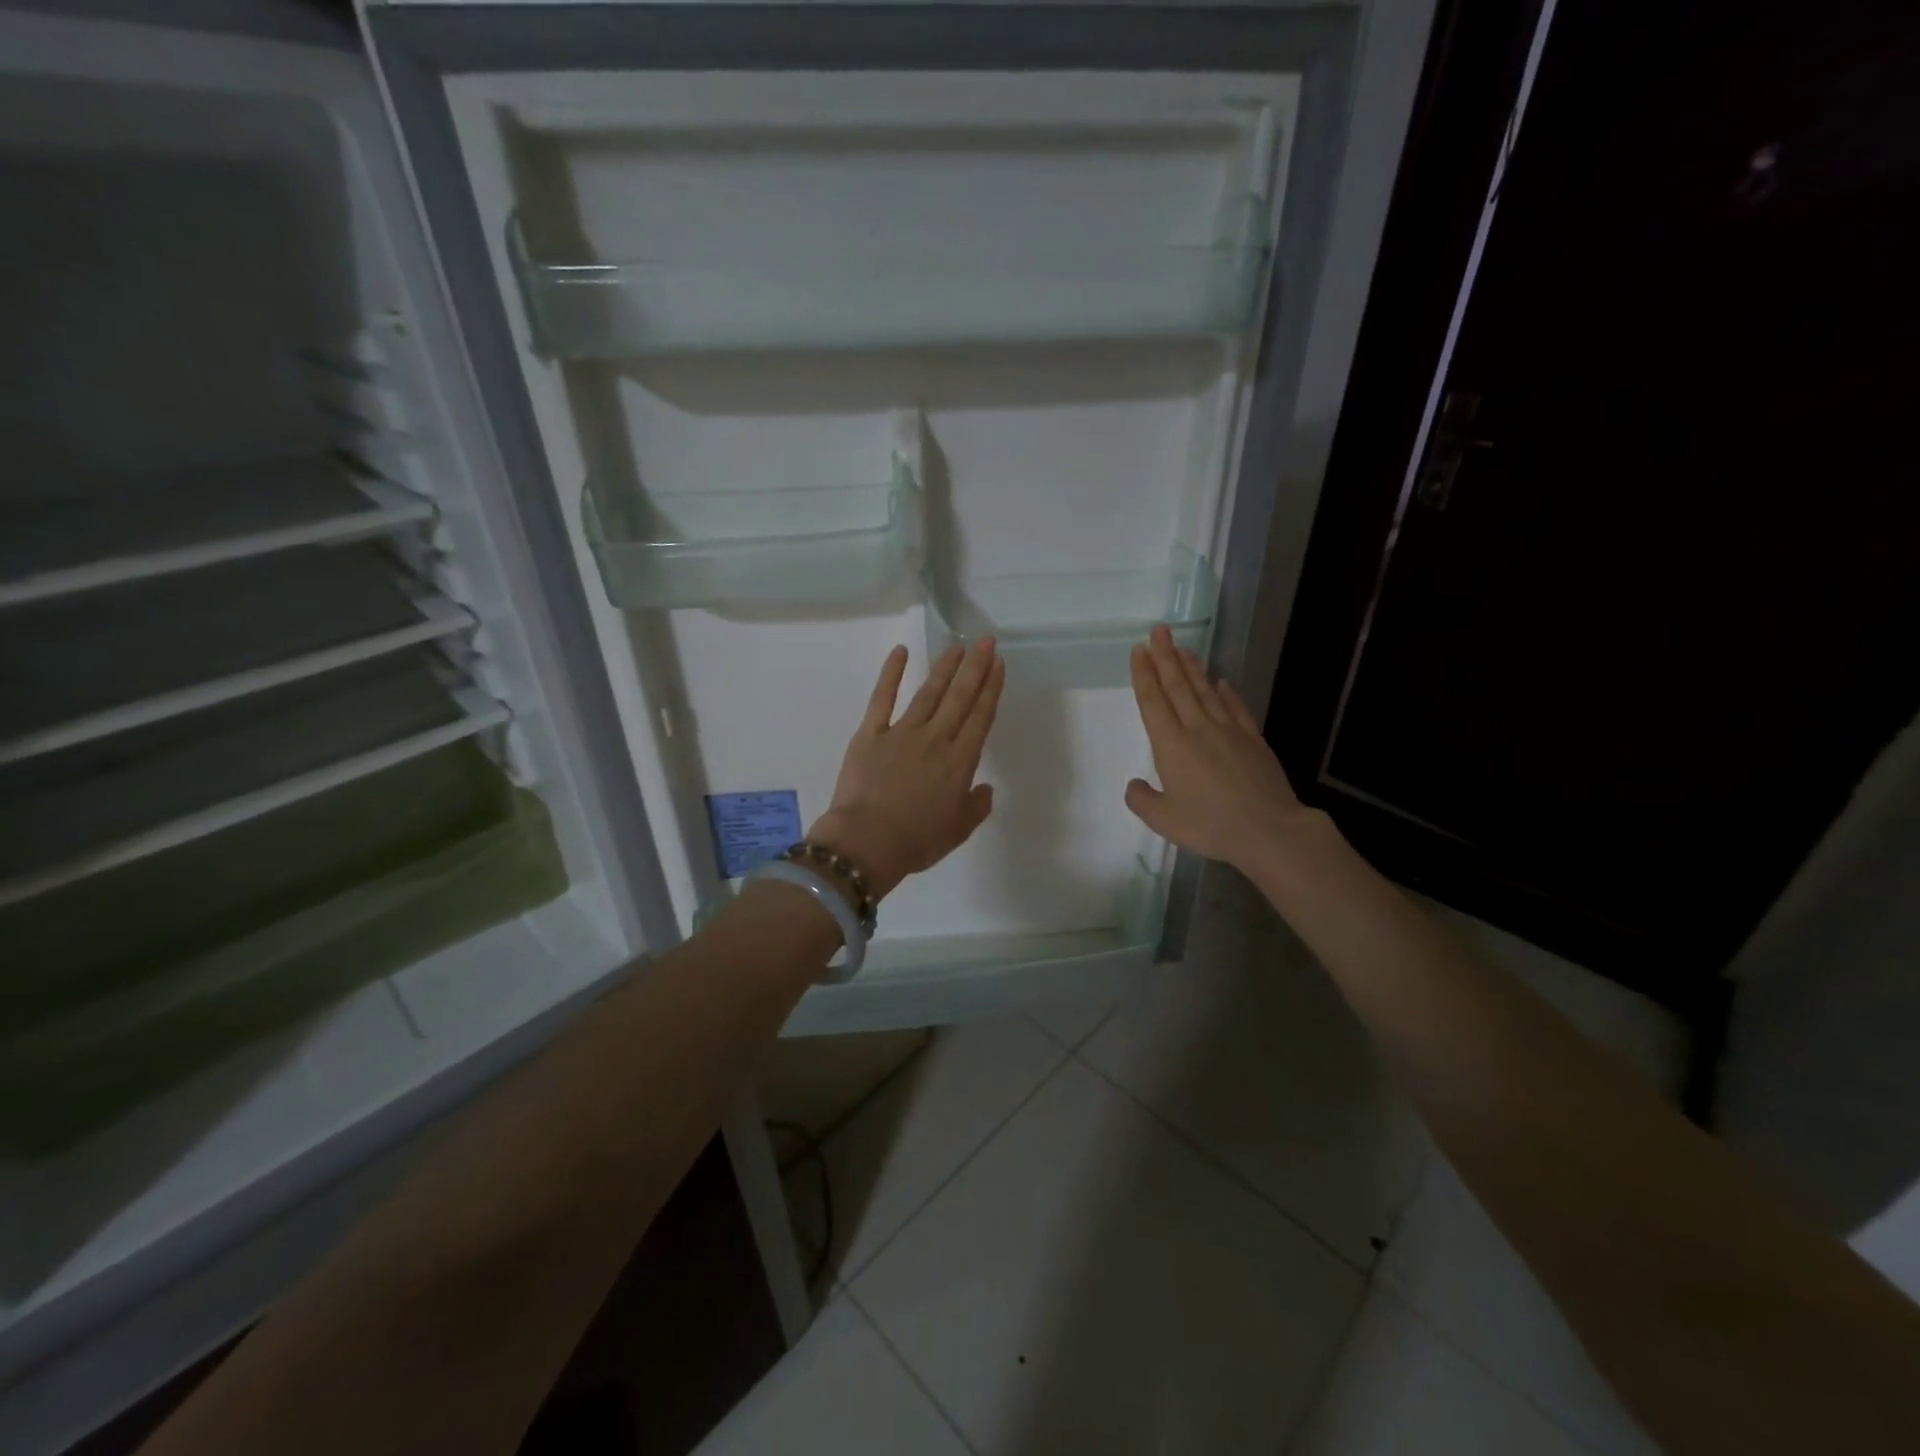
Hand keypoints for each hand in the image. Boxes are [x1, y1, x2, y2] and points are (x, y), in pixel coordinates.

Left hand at [809, 639, 1004, 898]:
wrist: (866, 843)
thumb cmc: (916, 841)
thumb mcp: (958, 830)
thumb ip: (976, 806)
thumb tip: (984, 788)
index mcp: (959, 762)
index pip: (981, 717)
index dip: (991, 688)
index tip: (998, 664)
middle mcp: (935, 739)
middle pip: (960, 697)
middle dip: (975, 667)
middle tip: (985, 641)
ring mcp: (901, 732)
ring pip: (928, 693)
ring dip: (944, 668)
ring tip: (956, 647)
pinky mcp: (870, 733)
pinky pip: (882, 698)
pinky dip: (891, 674)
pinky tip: (900, 652)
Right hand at [1124, 625, 1313, 870]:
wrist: (1267, 830)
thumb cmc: (1209, 825)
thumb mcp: (1163, 820)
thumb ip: (1142, 800)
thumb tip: (1134, 785)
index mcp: (1171, 745)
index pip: (1153, 701)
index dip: (1144, 675)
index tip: (1140, 650)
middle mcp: (1198, 729)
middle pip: (1178, 686)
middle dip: (1166, 657)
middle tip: (1159, 631)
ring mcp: (1228, 732)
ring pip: (1206, 691)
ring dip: (1192, 668)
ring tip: (1183, 648)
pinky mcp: (1253, 740)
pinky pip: (1236, 708)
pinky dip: (1227, 693)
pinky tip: (1222, 682)